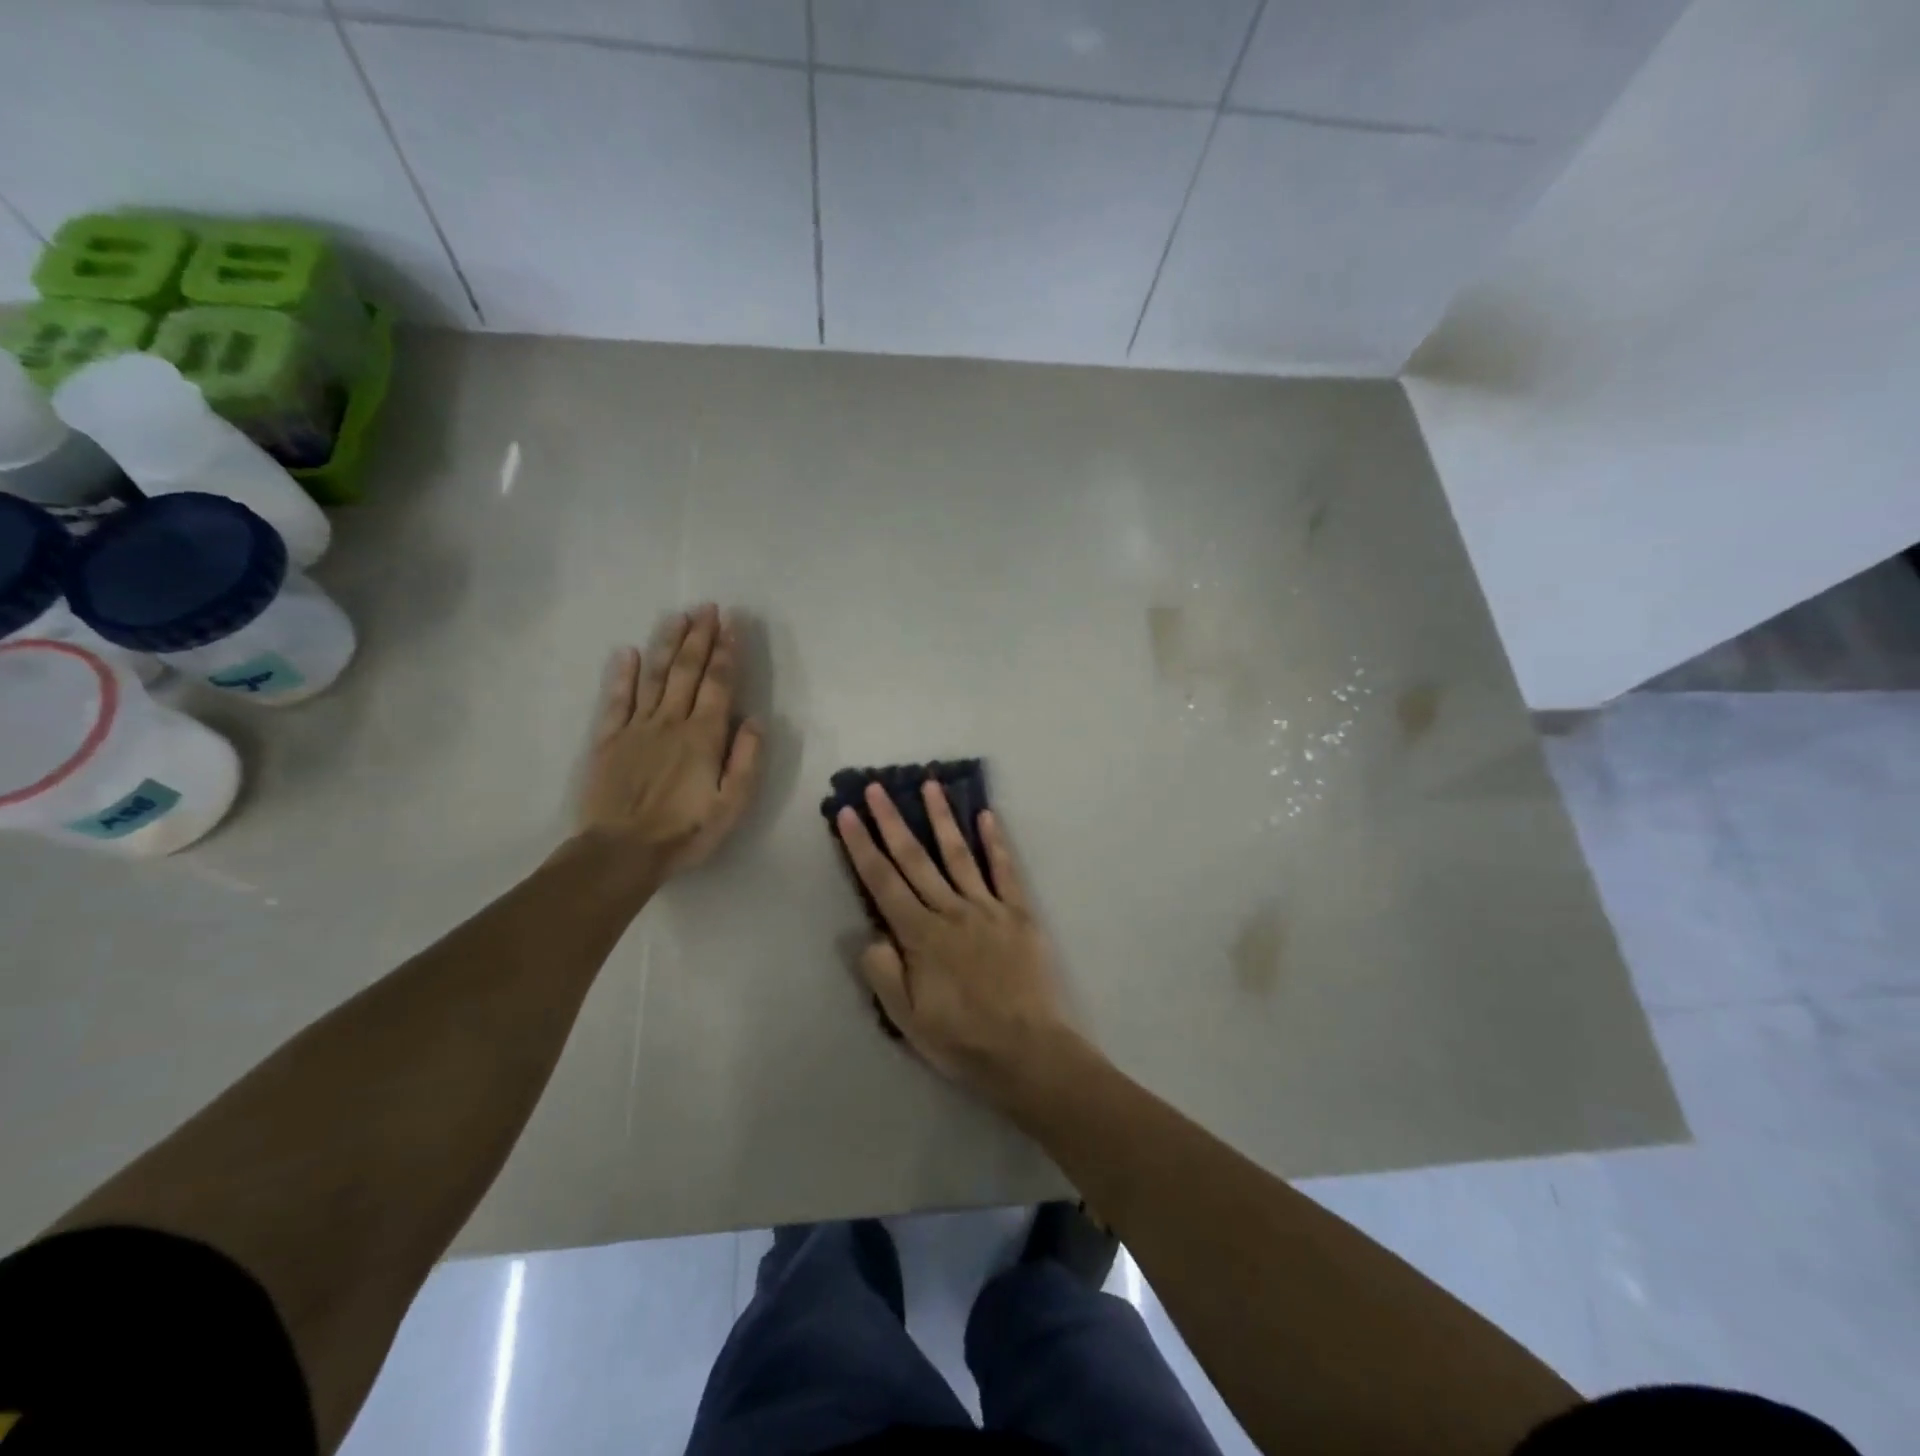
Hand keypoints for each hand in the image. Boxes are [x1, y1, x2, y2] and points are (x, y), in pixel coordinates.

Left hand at [577, 605, 762, 877]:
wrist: (621, 852)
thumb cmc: (685, 832)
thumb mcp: (732, 805)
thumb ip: (746, 760)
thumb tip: (755, 720)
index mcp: (703, 736)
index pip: (719, 684)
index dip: (727, 652)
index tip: (732, 623)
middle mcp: (671, 721)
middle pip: (687, 670)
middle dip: (700, 637)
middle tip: (708, 608)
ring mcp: (636, 727)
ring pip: (654, 676)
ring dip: (667, 644)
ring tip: (678, 617)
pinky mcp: (608, 739)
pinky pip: (616, 699)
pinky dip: (621, 674)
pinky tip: (626, 651)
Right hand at [836, 780, 1073, 1098]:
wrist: (1028, 1052)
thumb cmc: (962, 1040)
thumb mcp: (906, 1019)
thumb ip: (883, 973)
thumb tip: (870, 933)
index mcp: (921, 935)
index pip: (882, 882)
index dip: (861, 846)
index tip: (848, 813)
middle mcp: (951, 911)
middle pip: (915, 859)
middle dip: (892, 821)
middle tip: (877, 787)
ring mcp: (988, 908)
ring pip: (958, 854)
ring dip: (942, 818)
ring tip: (930, 785)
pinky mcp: (1019, 914)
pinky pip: (1005, 871)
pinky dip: (995, 843)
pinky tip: (988, 816)